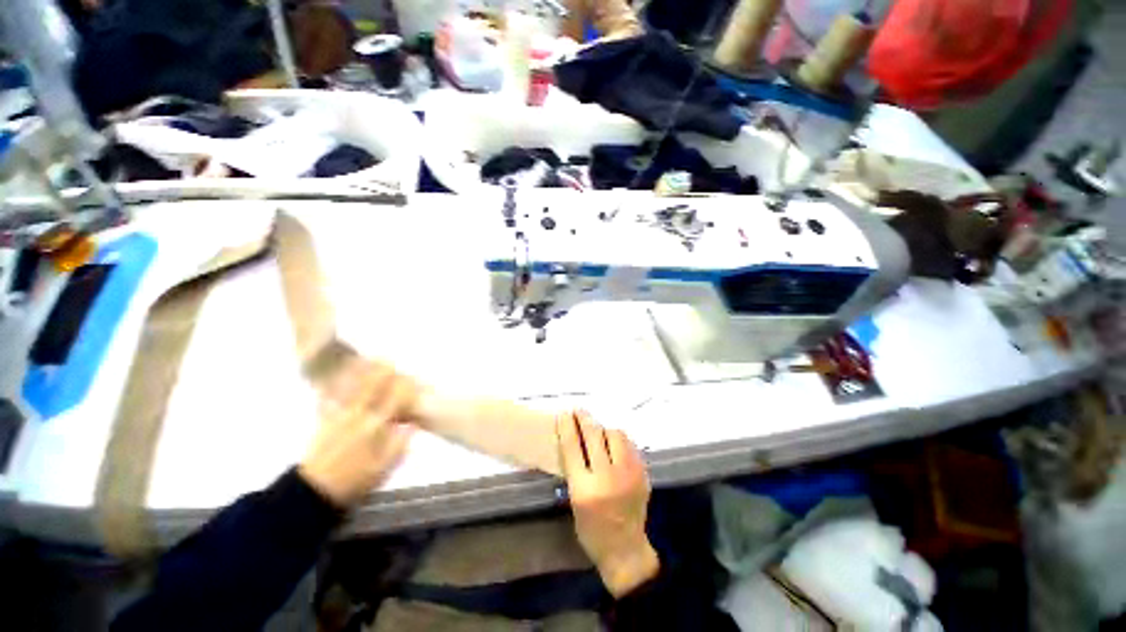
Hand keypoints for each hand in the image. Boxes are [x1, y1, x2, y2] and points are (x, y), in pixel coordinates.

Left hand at [298, 360, 416, 508]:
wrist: (314, 492)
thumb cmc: (355, 480)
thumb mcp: (384, 468)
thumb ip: (399, 444)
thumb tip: (413, 424)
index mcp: (375, 426)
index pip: (395, 399)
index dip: (405, 387)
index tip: (413, 379)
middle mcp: (358, 416)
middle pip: (372, 388)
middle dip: (381, 373)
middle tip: (388, 360)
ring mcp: (339, 417)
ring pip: (350, 389)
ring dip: (358, 374)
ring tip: (363, 361)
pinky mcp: (324, 423)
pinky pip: (329, 399)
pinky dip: (332, 388)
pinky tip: (333, 382)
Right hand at [557, 411, 658, 596]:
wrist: (626, 549)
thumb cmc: (592, 530)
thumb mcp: (574, 501)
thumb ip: (575, 470)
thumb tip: (575, 439)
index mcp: (584, 489)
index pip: (572, 447)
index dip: (567, 426)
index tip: (564, 413)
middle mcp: (607, 477)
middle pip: (594, 435)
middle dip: (584, 419)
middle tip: (579, 410)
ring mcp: (628, 474)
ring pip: (615, 435)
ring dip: (603, 428)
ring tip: (598, 430)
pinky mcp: (642, 473)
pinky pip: (629, 444)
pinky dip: (618, 439)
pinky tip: (613, 441)